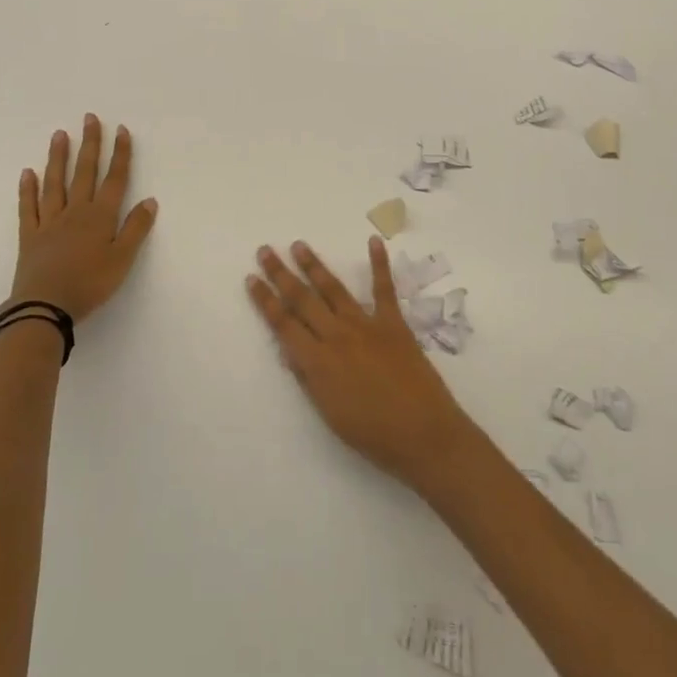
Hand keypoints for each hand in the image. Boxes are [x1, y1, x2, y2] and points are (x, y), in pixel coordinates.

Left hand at [11, 115, 157, 322]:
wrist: (45, 307)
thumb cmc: (89, 284)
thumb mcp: (122, 259)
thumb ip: (136, 228)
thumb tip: (150, 200)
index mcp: (100, 216)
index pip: (114, 179)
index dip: (120, 154)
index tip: (121, 130)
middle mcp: (75, 212)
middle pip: (84, 172)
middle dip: (90, 144)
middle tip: (90, 118)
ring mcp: (50, 222)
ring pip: (55, 183)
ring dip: (58, 158)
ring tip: (60, 134)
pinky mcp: (30, 236)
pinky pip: (28, 208)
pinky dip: (27, 190)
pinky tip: (27, 173)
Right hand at [247, 237, 476, 490]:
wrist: (424, 435)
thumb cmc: (373, 435)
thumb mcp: (329, 413)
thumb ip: (308, 378)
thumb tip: (289, 350)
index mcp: (317, 362)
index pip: (283, 324)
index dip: (265, 300)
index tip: (251, 278)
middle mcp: (337, 336)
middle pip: (302, 299)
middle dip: (281, 274)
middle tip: (266, 250)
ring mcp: (366, 325)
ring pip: (333, 289)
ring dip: (314, 265)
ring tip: (299, 245)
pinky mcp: (393, 323)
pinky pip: (384, 289)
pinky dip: (379, 264)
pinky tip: (374, 241)